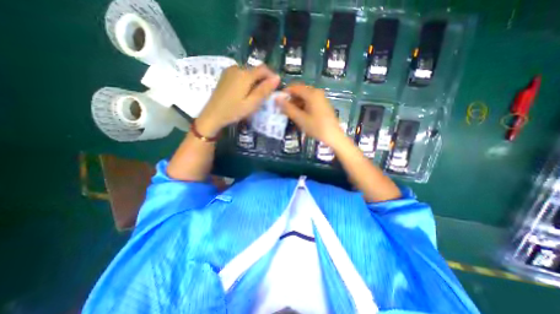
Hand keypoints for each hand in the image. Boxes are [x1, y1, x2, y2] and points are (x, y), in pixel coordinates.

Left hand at [196, 64, 279, 135]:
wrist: (212, 115)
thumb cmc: (233, 111)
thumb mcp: (252, 103)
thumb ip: (264, 90)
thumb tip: (277, 77)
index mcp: (244, 74)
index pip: (263, 68)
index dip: (272, 76)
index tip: (275, 87)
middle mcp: (237, 68)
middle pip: (255, 70)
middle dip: (263, 80)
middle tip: (266, 95)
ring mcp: (229, 71)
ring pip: (248, 72)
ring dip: (255, 81)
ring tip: (256, 95)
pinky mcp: (225, 75)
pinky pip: (241, 74)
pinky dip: (247, 81)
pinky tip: (245, 92)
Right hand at [274, 83, 346, 146]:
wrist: (333, 136)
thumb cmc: (316, 127)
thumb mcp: (300, 118)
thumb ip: (288, 108)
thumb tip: (277, 99)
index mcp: (312, 93)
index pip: (294, 87)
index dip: (285, 93)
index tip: (277, 102)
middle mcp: (317, 92)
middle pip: (300, 92)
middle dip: (290, 100)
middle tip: (283, 110)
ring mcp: (321, 99)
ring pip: (304, 98)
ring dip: (296, 104)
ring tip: (290, 114)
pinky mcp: (322, 105)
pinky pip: (309, 102)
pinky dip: (302, 107)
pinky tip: (299, 116)